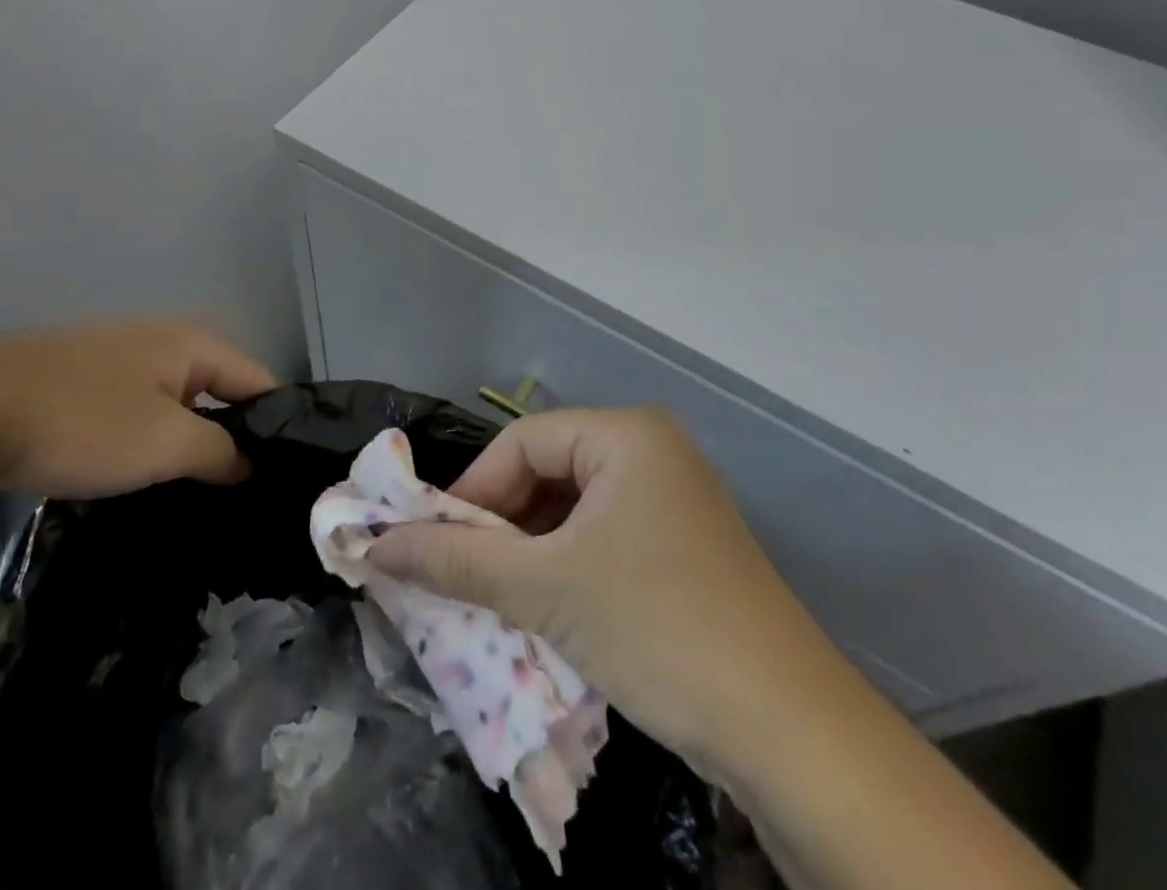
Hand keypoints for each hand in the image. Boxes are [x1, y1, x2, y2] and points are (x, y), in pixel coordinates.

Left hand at [0, 319, 275, 498]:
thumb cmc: (83, 421)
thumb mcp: (165, 443)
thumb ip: (220, 452)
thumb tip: (251, 463)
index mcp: (191, 343)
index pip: (259, 381)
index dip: (276, 427)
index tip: (283, 478)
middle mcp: (161, 340)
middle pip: (217, 391)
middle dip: (230, 438)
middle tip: (240, 495)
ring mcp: (115, 357)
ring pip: (172, 404)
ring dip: (185, 443)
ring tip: (194, 494)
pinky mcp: (78, 380)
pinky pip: (133, 411)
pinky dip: (144, 441)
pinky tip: (136, 477)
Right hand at [368, 408, 826, 767]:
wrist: (790, 732)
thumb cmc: (656, 626)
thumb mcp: (544, 589)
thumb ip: (456, 561)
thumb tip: (376, 545)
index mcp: (625, 435)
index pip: (522, 442)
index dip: (472, 490)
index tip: (434, 542)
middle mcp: (651, 453)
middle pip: (548, 472)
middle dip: (500, 526)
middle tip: (460, 575)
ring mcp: (673, 502)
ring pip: (574, 511)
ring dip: (529, 553)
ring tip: (496, 599)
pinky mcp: (683, 549)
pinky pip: (604, 540)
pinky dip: (566, 569)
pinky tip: (547, 612)